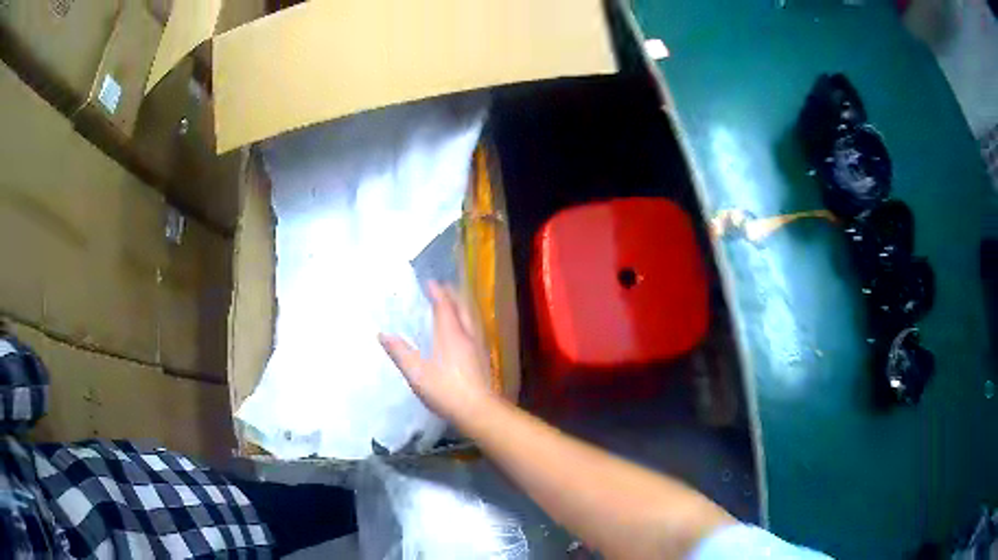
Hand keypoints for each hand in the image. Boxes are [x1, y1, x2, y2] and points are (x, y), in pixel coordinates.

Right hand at [379, 282, 493, 421]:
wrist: (478, 410)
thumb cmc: (445, 390)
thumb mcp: (416, 373)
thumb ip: (400, 352)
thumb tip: (382, 334)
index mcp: (451, 334)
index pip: (444, 306)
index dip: (437, 292)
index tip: (430, 282)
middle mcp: (467, 335)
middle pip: (462, 307)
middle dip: (452, 295)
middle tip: (442, 287)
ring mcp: (477, 346)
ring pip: (470, 318)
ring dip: (461, 306)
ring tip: (452, 303)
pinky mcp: (482, 358)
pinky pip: (474, 329)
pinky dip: (466, 321)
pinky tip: (462, 331)